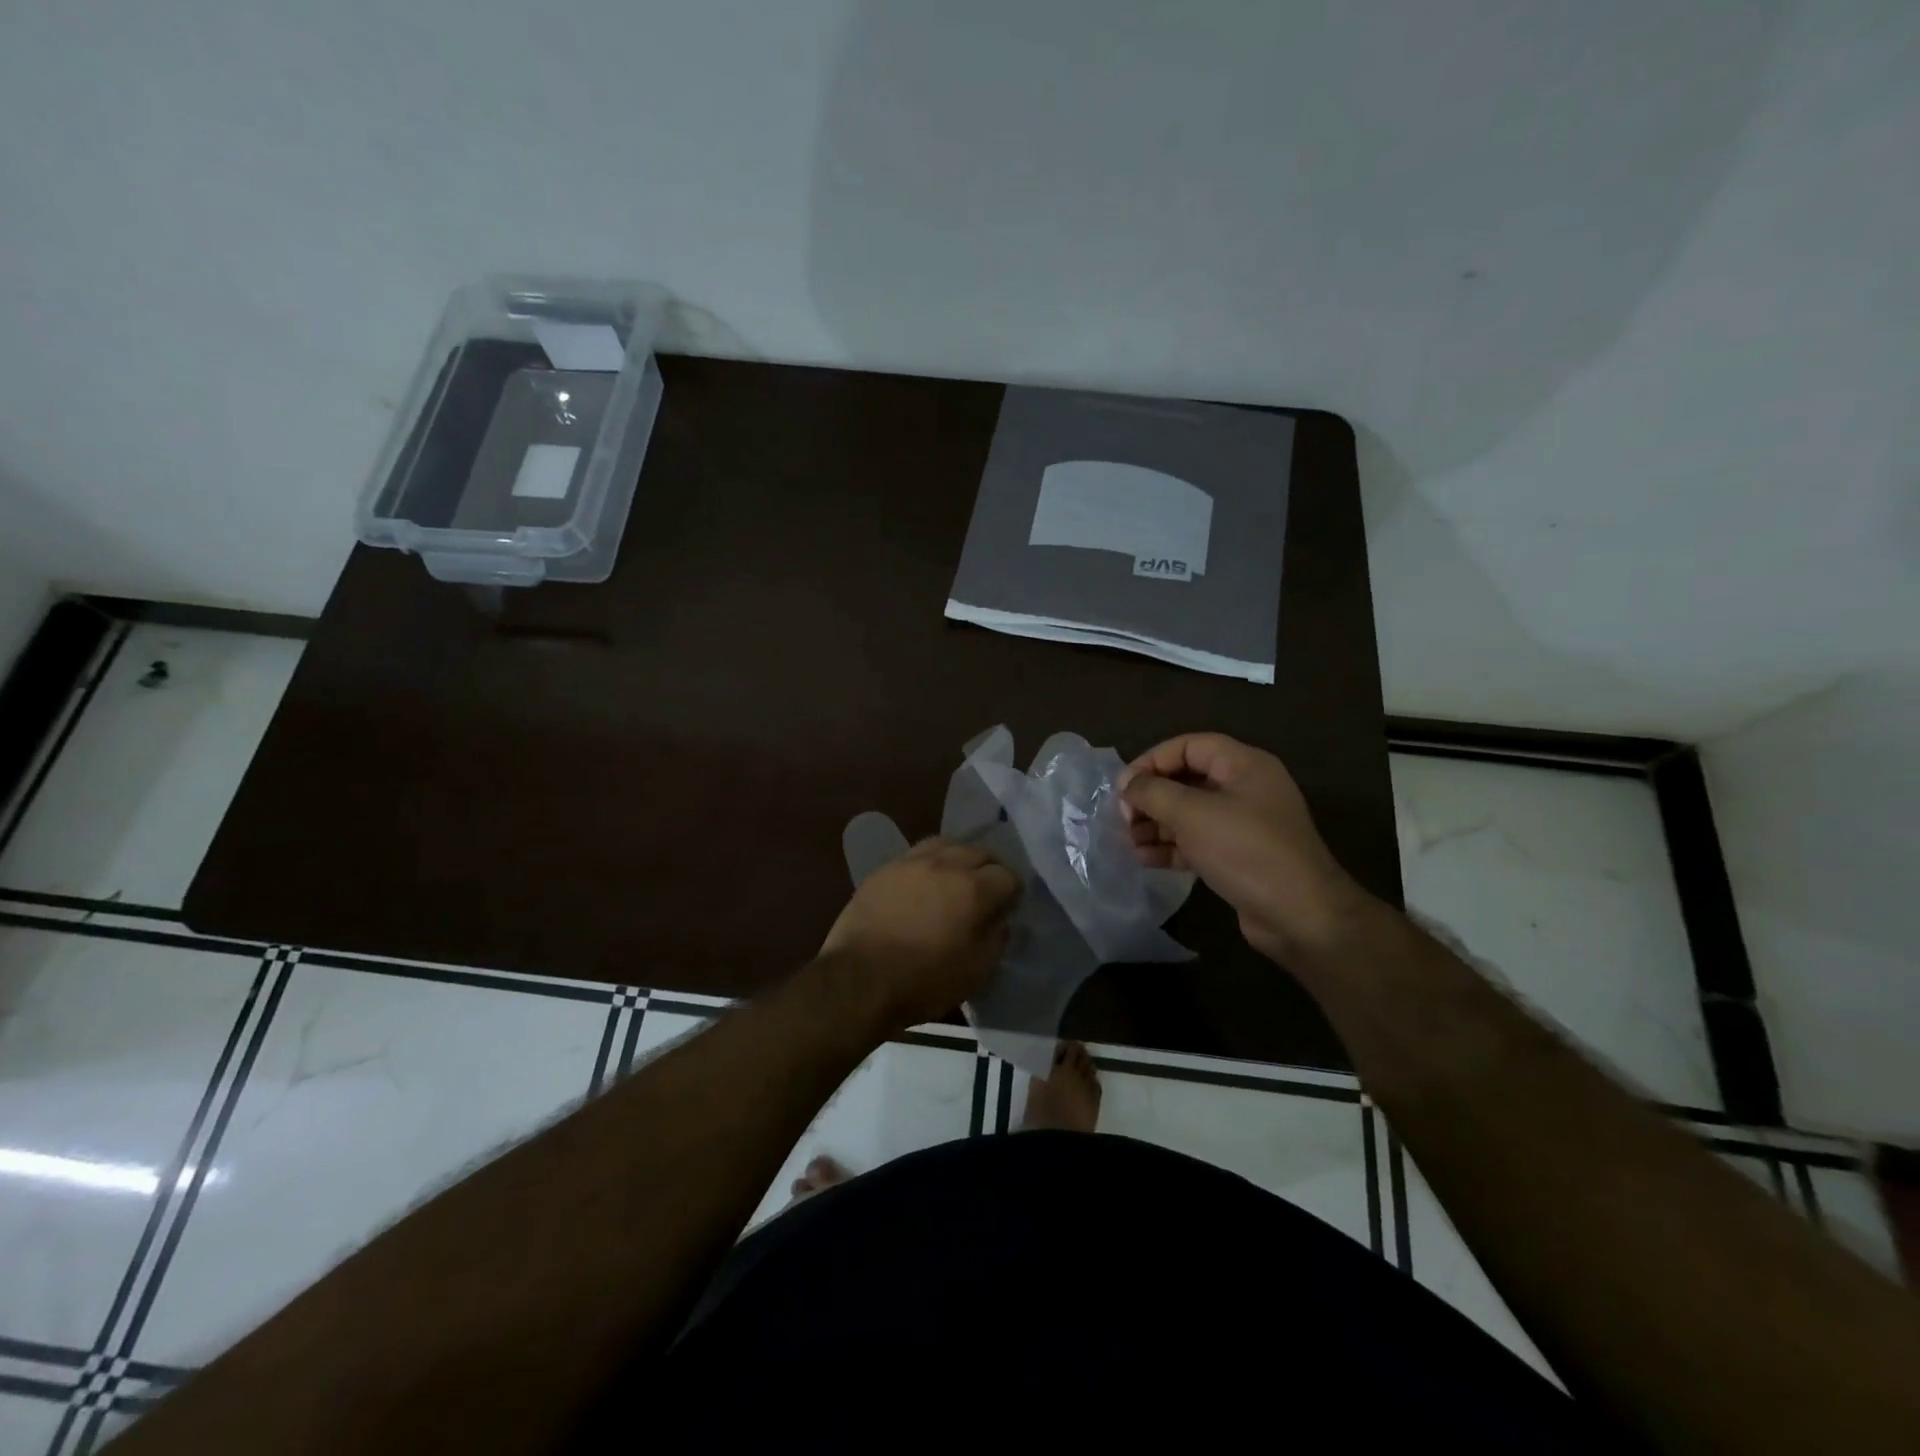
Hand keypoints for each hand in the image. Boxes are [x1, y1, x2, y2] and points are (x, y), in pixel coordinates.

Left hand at [819, 839, 1020, 1029]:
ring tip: (956, 879)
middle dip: (990, 870)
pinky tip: (925, 882)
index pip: (1008, 876)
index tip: (1009, 908)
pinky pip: (917, 854)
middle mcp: (945, 864)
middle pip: (979, 852)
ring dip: (959, 858)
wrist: (859, 980)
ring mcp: (911, 862)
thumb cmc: (923, 981)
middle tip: (987, 892)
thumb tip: (1000, 920)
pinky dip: (930, 863)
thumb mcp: (976, 972)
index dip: (1013, 893)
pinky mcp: (885, 869)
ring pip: (947, 845)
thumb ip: (996, 939)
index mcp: (973, 889)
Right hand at [1119, 733, 1373, 963]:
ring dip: (1156, 824)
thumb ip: (1153, 792)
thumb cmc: (1246, 851)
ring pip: (1188, 813)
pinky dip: (1171, 846)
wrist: (1300, 916)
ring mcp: (1243, 824)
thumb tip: (1127, 784)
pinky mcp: (1238, 856)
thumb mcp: (1193, 815)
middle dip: (1151, 797)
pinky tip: (1145, 858)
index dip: (1152, 760)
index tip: (1124, 787)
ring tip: (1128, 841)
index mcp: (1244, 765)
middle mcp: (1245, 788)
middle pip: (1186, 779)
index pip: (1189, 746)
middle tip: (1123, 817)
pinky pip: (1197, 841)